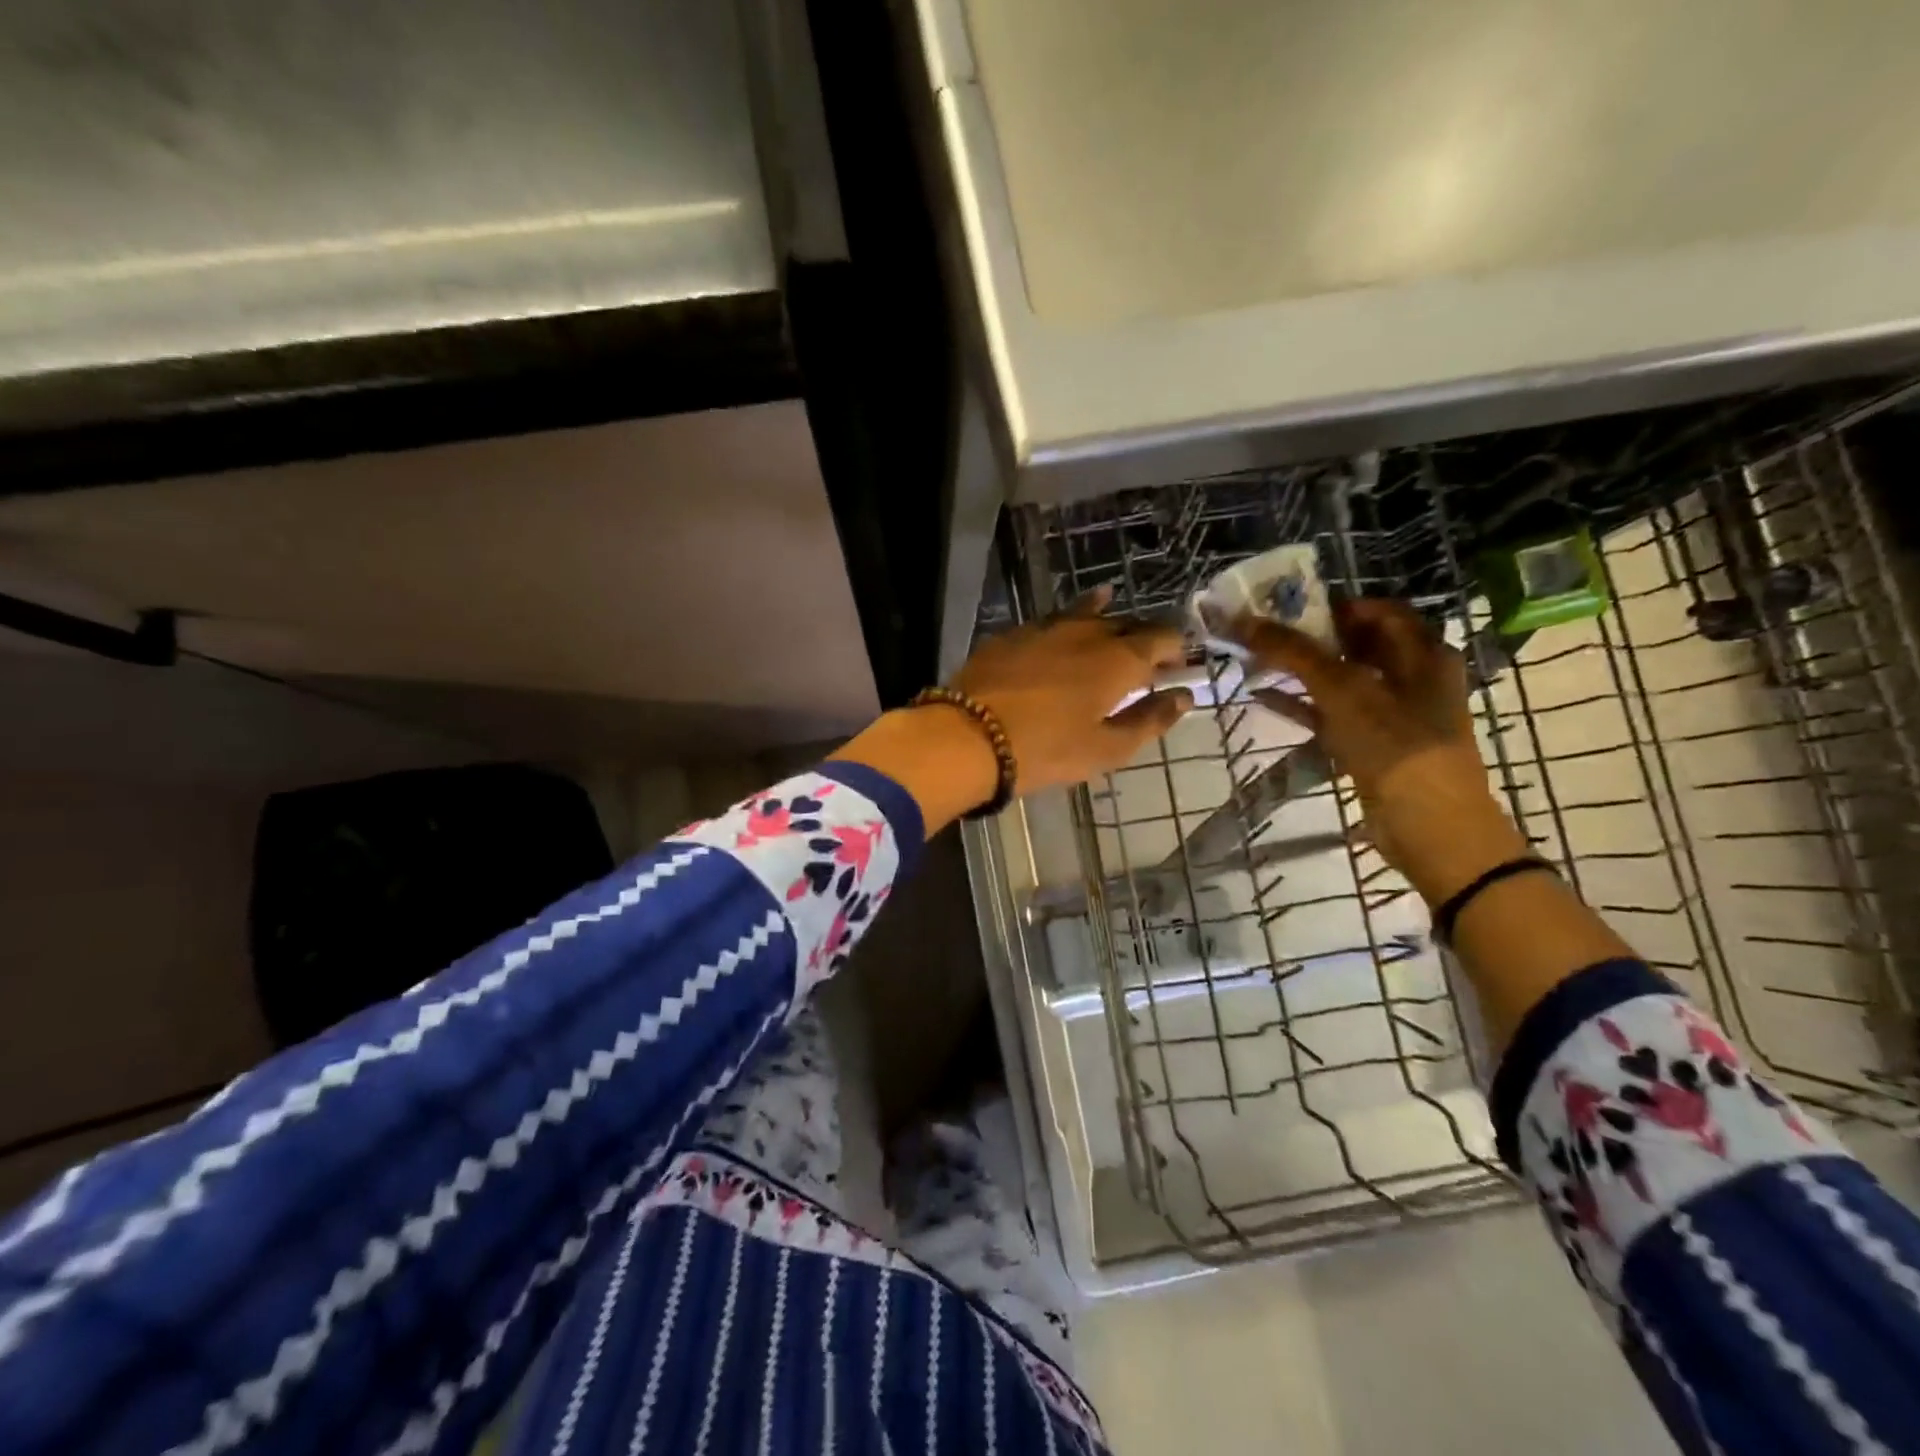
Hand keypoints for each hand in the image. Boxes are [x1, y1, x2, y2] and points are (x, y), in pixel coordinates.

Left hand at [951, 585, 1192, 795]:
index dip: (1174, 648)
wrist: (967, 736)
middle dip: (1141, 636)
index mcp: (1118, 659)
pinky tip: (1062, 625)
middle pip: (1125, 624)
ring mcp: (1045, 628)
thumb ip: (1149, 720)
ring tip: (1112, 605)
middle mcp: (1086, 632)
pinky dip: (1066, 619)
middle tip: (1145, 655)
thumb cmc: (1045, 750)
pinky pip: (1051, 620)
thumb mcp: (1106, 748)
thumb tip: (1184, 696)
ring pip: (1086, 614)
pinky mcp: (1012, 635)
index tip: (1178, 662)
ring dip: (1104, 617)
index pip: (1160, 638)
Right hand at [1235, 599, 1530, 904]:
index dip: (1334, 606)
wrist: (1428, 825)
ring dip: (1299, 671)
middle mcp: (1411, 677)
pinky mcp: (1370, 745)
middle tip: (1262, 632)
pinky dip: (1299, 705)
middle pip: (1355, 645)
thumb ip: (1294, 653)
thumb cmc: (1395, 745)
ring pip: (1339, 681)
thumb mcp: (1344, 690)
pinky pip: (1330, 715)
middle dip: (1309, 637)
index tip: (1288, 606)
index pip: (1377, 611)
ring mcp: (1391, 714)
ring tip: (1254, 660)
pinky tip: (1261, 698)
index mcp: (1422, 653)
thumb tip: (1242, 619)